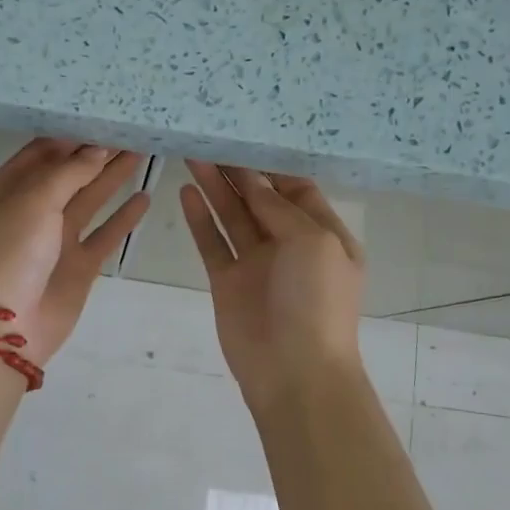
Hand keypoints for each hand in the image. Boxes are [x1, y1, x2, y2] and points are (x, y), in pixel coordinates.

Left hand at [0, 139, 149, 363]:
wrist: (5, 328)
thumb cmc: (10, 253)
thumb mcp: (33, 202)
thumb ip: (69, 173)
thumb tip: (99, 150)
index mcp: (4, 191)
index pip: (40, 153)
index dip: (71, 137)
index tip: (103, 118)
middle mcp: (29, 211)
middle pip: (68, 174)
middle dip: (96, 154)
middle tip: (131, 130)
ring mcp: (54, 240)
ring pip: (89, 201)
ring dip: (113, 178)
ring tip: (143, 152)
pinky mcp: (77, 265)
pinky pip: (103, 235)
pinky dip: (122, 219)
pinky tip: (144, 198)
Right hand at [180, 161, 366, 409]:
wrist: (295, 373)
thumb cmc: (317, 302)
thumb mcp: (313, 243)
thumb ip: (280, 209)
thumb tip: (253, 183)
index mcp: (323, 235)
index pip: (297, 189)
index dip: (272, 165)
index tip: (246, 137)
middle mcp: (289, 245)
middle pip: (260, 199)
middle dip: (238, 171)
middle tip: (211, 139)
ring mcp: (256, 264)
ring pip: (232, 216)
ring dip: (215, 188)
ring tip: (193, 155)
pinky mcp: (227, 282)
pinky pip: (212, 243)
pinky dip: (200, 219)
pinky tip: (186, 192)